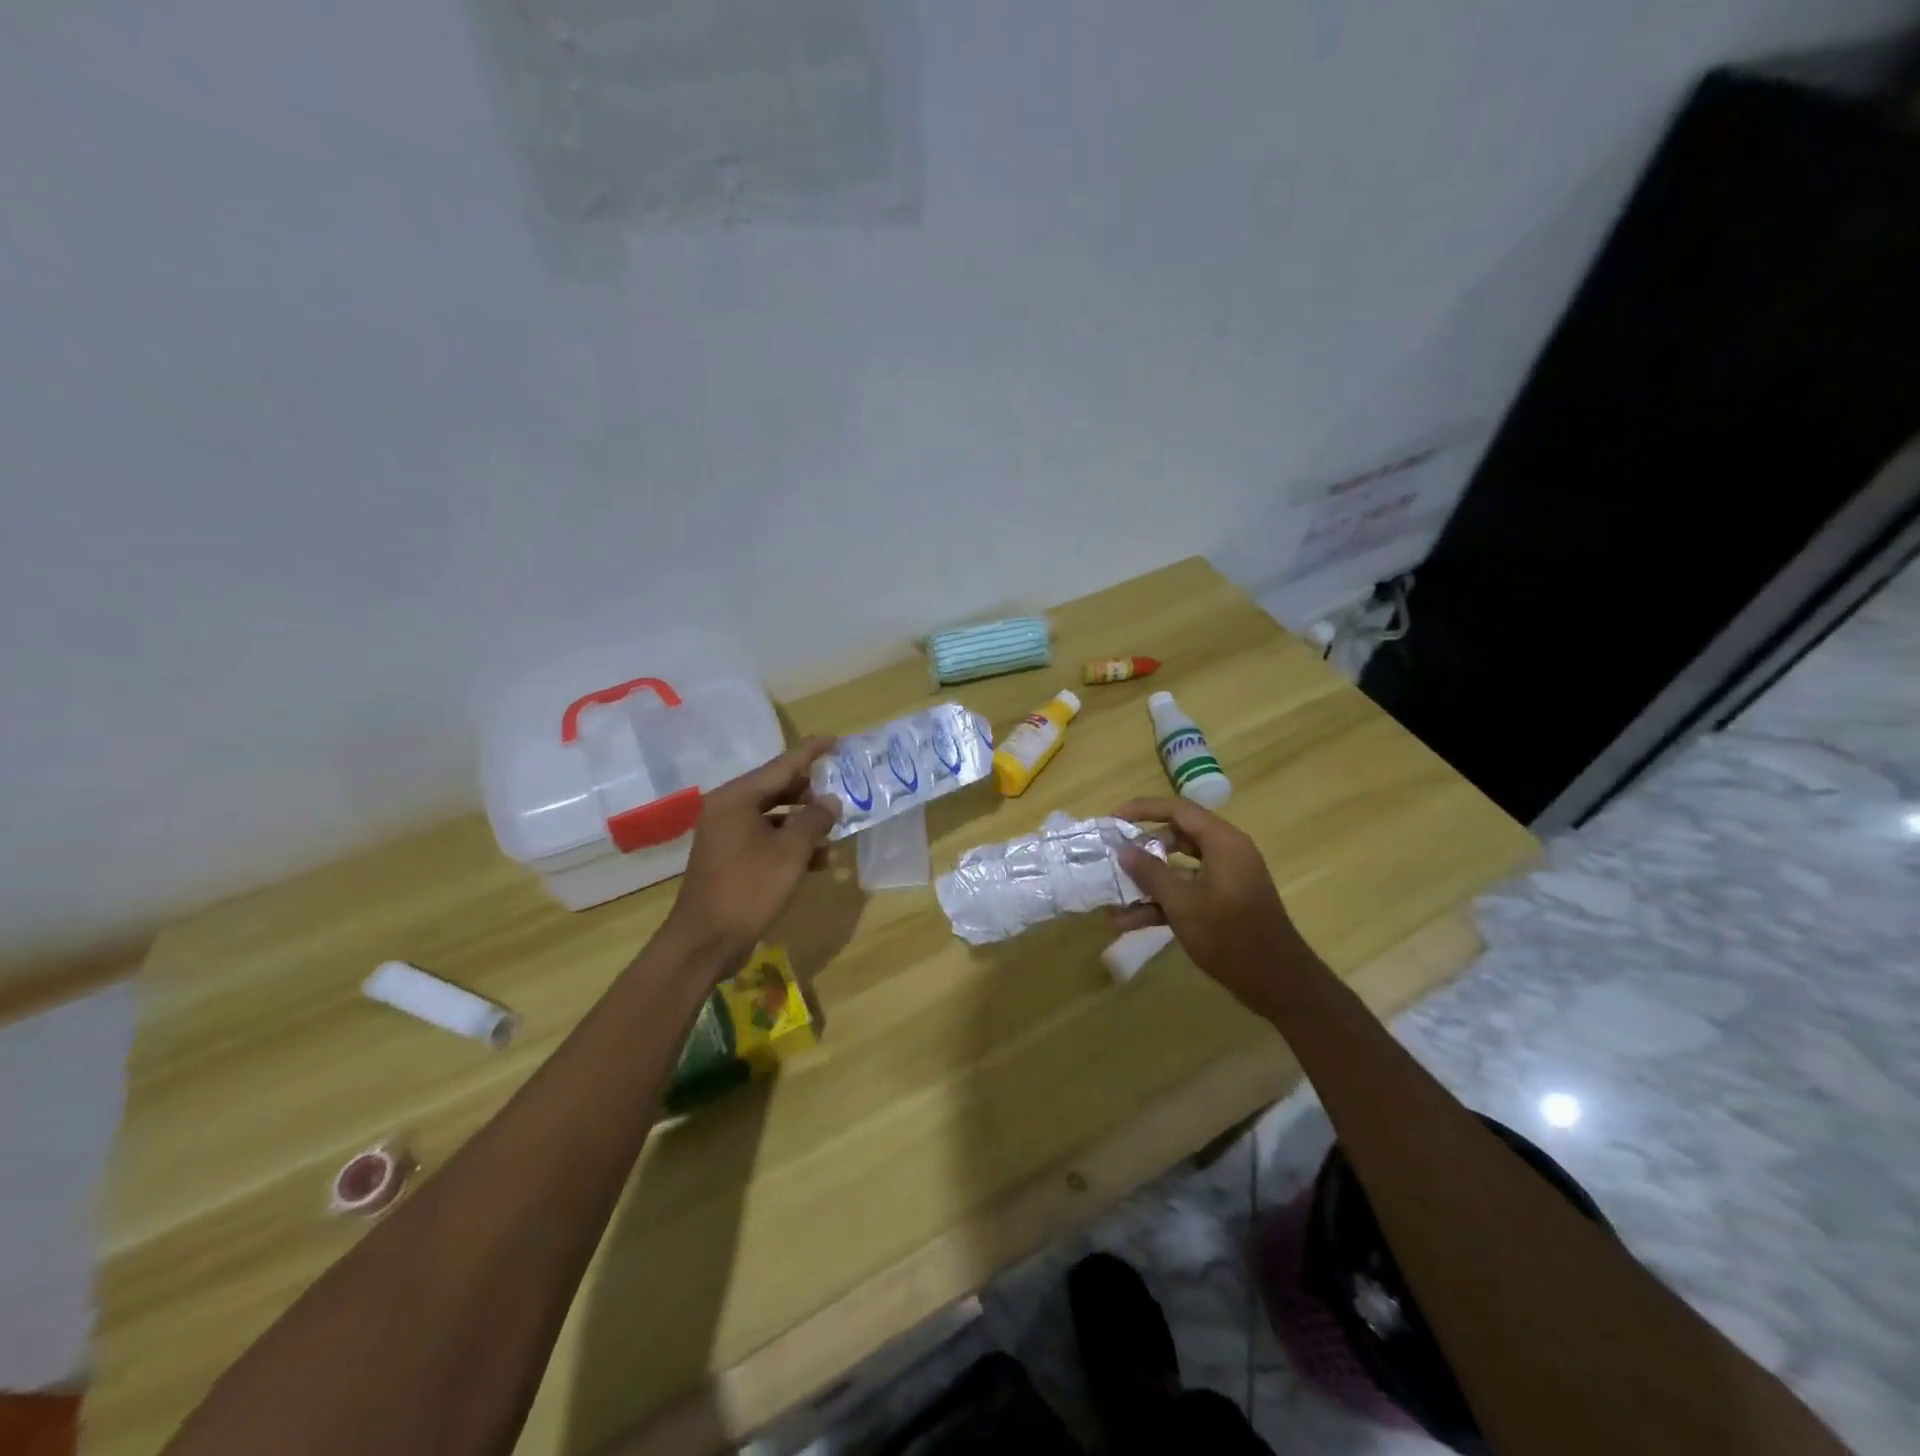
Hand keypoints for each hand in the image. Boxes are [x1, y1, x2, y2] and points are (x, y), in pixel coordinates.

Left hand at [664, 738, 841, 965]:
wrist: (706, 941)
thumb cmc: (749, 888)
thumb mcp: (791, 852)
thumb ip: (814, 820)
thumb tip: (831, 802)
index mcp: (736, 798)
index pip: (781, 765)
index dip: (810, 752)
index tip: (834, 740)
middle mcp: (728, 810)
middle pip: (777, 789)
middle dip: (810, 793)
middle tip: (840, 792)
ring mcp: (727, 835)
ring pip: (774, 817)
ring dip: (804, 824)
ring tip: (834, 833)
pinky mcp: (731, 859)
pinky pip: (767, 840)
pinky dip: (791, 845)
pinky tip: (819, 861)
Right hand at [1110, 797, 1322, 1014]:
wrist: (1277, 983)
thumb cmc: (1230, 935)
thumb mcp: (1182, 903)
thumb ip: (1150, 873)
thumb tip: (1123, 850)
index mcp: (1223, 842)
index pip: (1177, 810)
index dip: (1142, 810)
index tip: (1113, 819)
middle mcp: (1225, 853)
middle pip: (1176, 838)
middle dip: (1142, 850)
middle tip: (1113, 857)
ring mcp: (1225, 880)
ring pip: (1178, 869)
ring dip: (1147, 883)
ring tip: (1113, 897)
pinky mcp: (1222, 903)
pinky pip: (1186, 892)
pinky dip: (1161, 903)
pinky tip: (1128, 922)